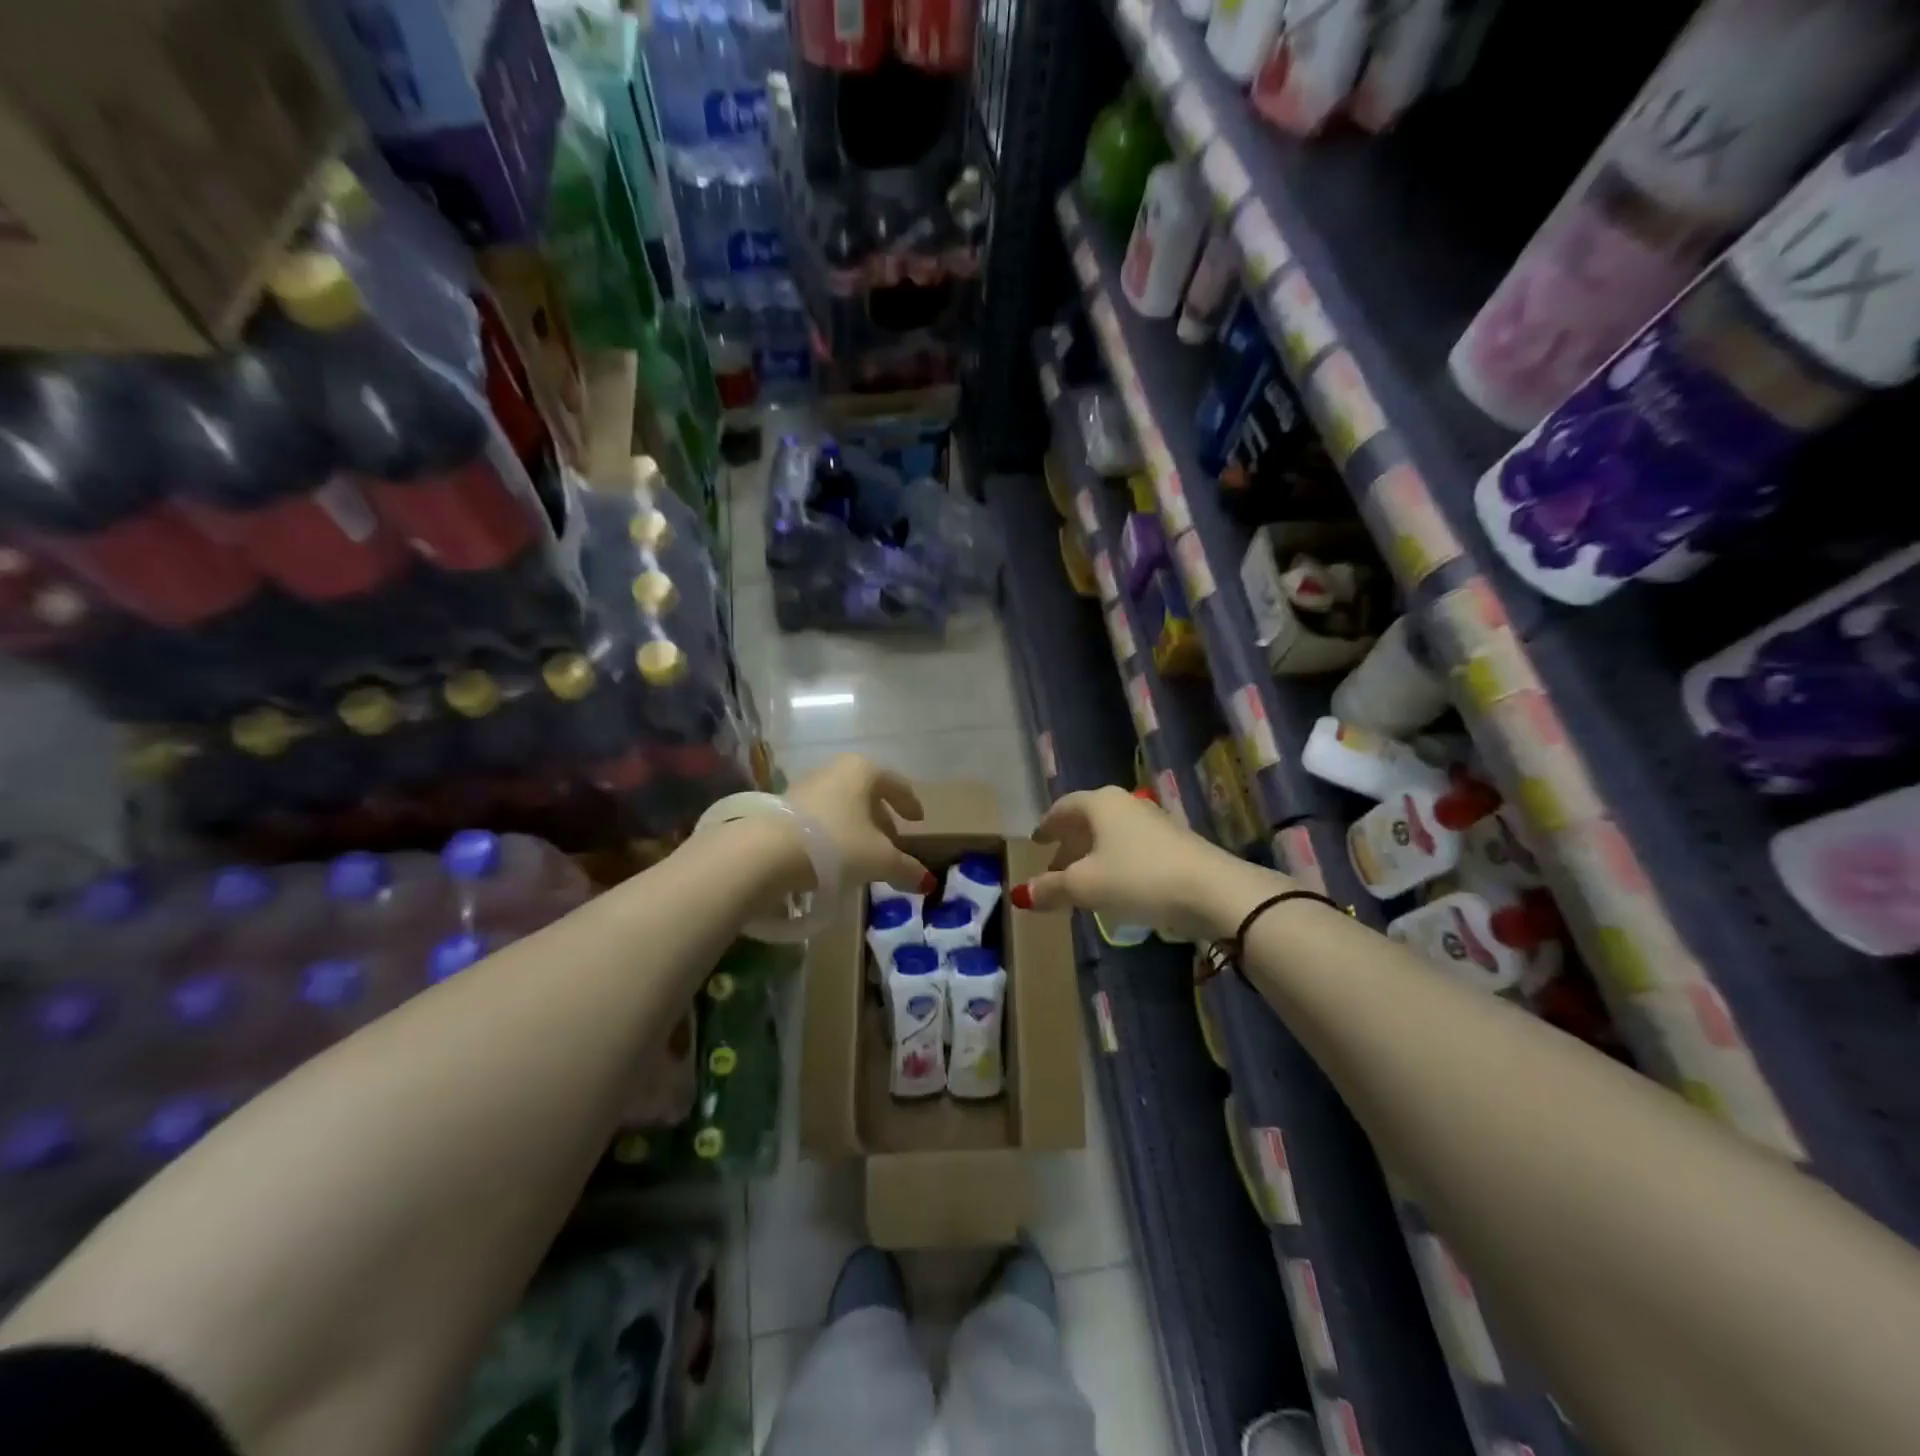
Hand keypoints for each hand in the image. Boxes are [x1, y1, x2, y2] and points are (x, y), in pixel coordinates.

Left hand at [785, 754, 935, 893]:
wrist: (766, 852)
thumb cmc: (835, 844)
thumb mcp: (879, 859)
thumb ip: (905, 868)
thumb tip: (927, 883)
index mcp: (863, 771)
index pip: (896, 784)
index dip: (910, 803)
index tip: (918, 820)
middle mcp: (835, 770)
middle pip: (867, 794)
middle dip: (881, 818)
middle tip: (892, 842)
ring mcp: (807, 786)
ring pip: (842, 805)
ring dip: (856, 827)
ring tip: (863, 853)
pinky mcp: (784, 807)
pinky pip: (821, 817)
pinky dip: (833, 833)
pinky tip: (834, 856)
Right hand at [1011, 785, 1281, 941]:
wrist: (1212, 890)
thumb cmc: (1138, 878)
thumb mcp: (1086, 887)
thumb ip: (1051, 888)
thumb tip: (1021, 894)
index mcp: (1100, 804)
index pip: (1063, 808)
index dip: (1047, 825)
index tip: (1037, 841)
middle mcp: (1126, 803)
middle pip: (1088, 820)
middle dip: (1069, 843)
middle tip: (1055, 867)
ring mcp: (1153, 821)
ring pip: (1111, 834)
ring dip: (1093, 854)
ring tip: (1083, 880)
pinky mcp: (1175, 842)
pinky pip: (1132, 846)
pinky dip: (1116, 861)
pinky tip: (1117, 885)